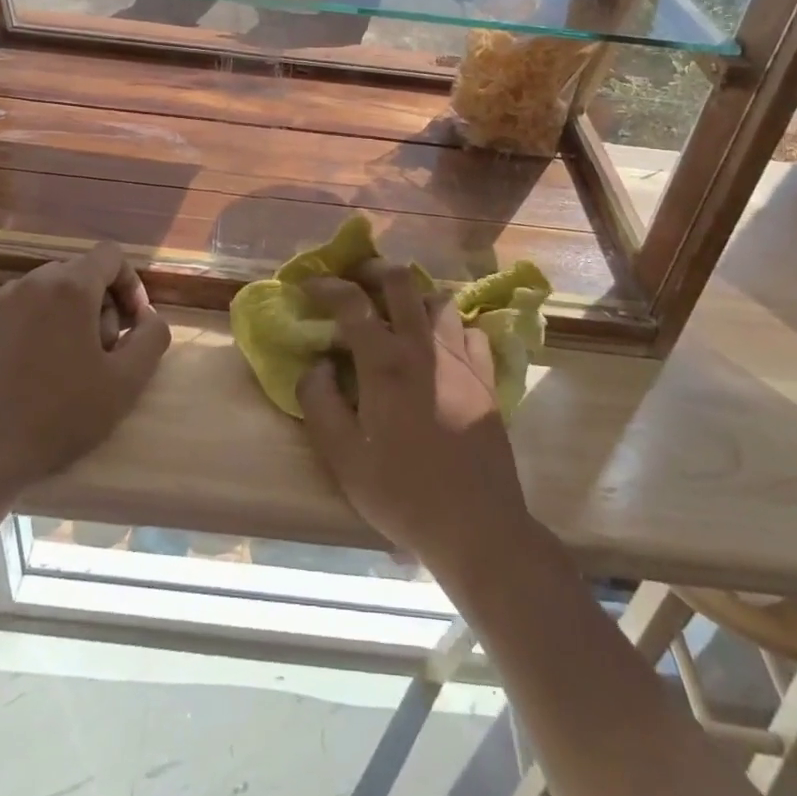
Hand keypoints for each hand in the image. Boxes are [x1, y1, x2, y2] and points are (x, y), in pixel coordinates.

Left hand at [0, 242, 171, 506]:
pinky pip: (17, 310)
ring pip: (47, 292)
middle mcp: (31, 282)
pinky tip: (32, 372)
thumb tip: (148, 317)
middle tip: (103, 353)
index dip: (130, 285)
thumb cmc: (59, 416)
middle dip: (100, 304)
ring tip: (67, 365)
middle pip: (79, 273)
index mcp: (70, 287)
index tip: (133, 326)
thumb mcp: (126, 382)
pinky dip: (36, 327)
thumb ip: (152, 337)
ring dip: (68, 315)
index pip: (110, 256)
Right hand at [297, 265, 534, 580]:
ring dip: (414, 296)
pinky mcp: (486, 378)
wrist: (477, 525)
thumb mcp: (342, 456)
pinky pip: (470, 330)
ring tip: (398, 312)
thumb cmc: (401, 492)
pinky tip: (441, 345)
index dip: (327, 286)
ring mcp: (460, 359)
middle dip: (374, 270)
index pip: (351, 303)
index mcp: (384, 363)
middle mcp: (423, 347)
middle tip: (357, 280)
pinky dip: (451, 326)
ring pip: (439, 300)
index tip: (310, 286)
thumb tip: (316, 364)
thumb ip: (319, 402)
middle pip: (401, 282)